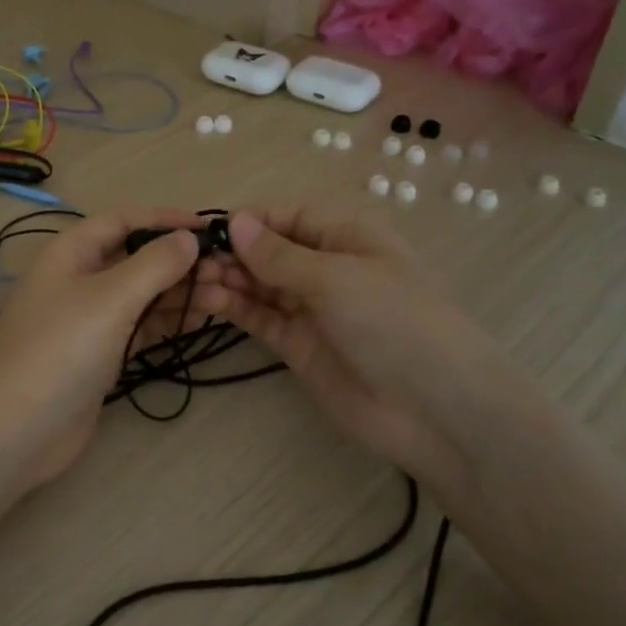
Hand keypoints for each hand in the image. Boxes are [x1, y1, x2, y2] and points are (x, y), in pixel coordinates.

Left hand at [0, 209, 218, 488]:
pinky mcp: (98, 355)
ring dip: (179, 293)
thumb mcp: (110, 298)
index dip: (165, 219)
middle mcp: (78, 279)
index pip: (123, 220)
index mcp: (71, 252)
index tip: (210, 227)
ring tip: (226, 297)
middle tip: (228, 271)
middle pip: (135, 258)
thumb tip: (188, 238)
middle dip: (179, 261)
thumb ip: (154, 264)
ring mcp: (88, 320)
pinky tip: (200, 320)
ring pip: (141, 295)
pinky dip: (167, 322)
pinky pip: (139, 327)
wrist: (16, 430)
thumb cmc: (61, 349)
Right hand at [193, 205, 507, 505]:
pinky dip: (235, 308)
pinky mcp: (299, 345)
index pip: (289, 216)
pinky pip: (261, 317)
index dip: (250, 220)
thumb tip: (235, 222)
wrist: (434, 410)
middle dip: (233, 252)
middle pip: (270, 250)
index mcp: (347, 237)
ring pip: (260, 284)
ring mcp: (312, 308)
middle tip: (190, 262)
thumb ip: (279, 255)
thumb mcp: (336, 278)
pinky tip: (208, 300)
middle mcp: (327, 268)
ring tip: (193, 281)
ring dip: (229, 279)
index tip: (208, 229)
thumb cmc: (393, 322)